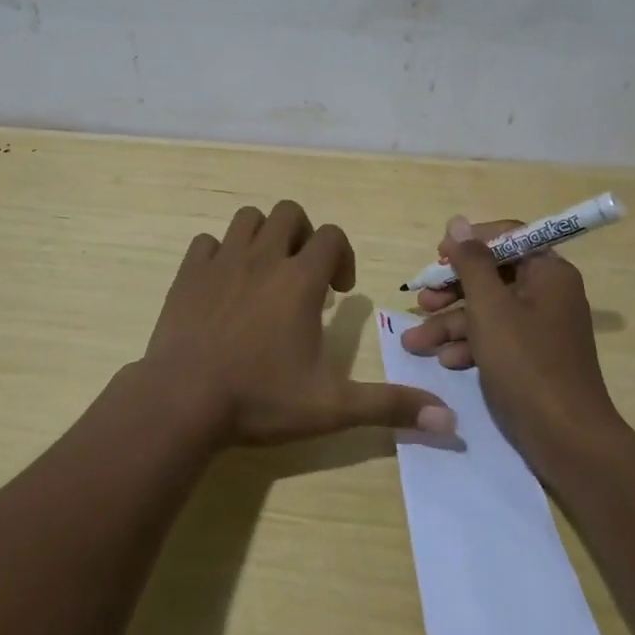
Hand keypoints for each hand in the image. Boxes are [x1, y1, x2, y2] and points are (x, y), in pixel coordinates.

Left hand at [143, 201, 454, 446]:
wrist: (183, 400)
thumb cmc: (260, 399)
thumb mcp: (332, 407)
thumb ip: (389, 405)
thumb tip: (450, 421)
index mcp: (300, 280)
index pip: (331, 236)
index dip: (342, 256)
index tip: (338, 293)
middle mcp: (263, 258)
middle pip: (289, 213)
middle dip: (303, 235)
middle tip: (303, 275)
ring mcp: (222, 261)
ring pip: (247, 219)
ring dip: (262, 236)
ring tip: (266, 273)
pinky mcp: (189, 273)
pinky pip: (207, 242)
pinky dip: (219, 253)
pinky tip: (223, 285)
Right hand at [401, 216, 618, 461]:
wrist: (566, 438)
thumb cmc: (526, 361)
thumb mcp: (489, 306)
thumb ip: (471, 261)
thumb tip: (457, 222)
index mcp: (548, 272)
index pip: (508, 237)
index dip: (470, 243)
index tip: (439, 256)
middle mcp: (548, 293)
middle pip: (492, 275)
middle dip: (452, 289)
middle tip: (421, 299)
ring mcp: (540, 327)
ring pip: (488, 310)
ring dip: (450, 322)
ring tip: (415, 341)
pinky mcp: (532, 357)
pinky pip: (496, 337)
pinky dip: (470, 345)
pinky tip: (445, 361)